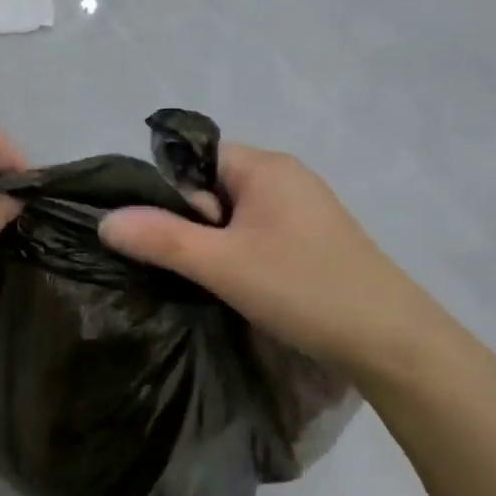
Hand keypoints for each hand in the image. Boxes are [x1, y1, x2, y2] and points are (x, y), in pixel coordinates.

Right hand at [99, 143, 433, 373]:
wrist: (390, 339)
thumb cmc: (302, 288)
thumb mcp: (222, 264)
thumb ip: (161, 239)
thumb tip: (106, 219)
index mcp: (266, 166)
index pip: (196, 157)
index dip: (172, 192)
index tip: (166, 236)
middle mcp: (286, 176)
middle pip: (214, 185)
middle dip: (193, 221)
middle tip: (192, 265)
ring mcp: (305, 208)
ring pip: (236, 213)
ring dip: (217, 242)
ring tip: (213, 280)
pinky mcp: (315, 239)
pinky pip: (260, 232)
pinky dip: (242, 253)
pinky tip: (243, 285)